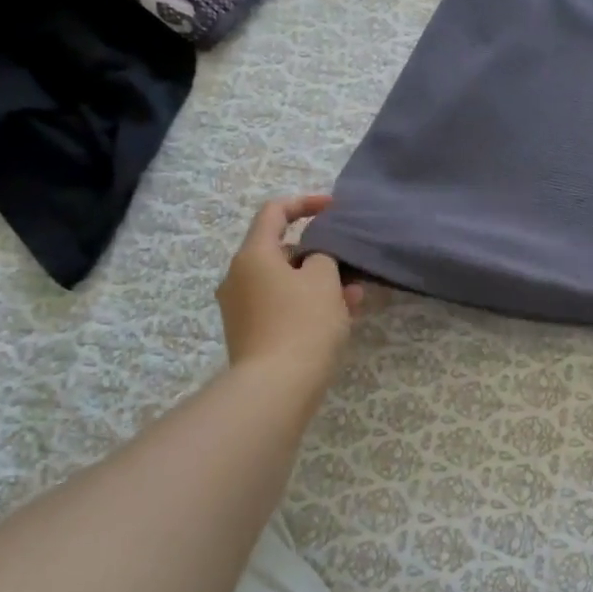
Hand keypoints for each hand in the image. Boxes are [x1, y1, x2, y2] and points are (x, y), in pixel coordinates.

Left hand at [216, 195, 362, 383]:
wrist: (275, 388)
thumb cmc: (302, 324)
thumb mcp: (324, 281)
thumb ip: (324, 256)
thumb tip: (315, 259)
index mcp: (252, 255)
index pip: (274, 212)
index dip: (305, 203)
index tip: (333, 208)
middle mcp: (238, 277)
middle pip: (280, 251)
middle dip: (319, 255)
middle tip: (349, 265)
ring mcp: (240, 308)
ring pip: (284, 283)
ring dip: (318, 284)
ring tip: (354, 297)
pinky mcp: (249, 334)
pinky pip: (280, 307)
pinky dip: (306, 305)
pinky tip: (338, 319)